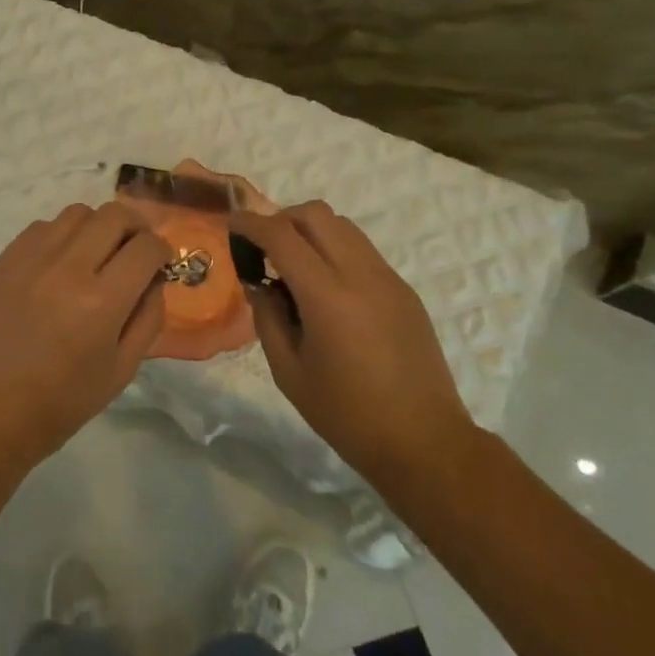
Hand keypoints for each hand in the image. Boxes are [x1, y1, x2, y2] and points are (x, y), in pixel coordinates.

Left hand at [0, 203, 172, 467]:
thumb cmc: (63, 401)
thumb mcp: (123, 369)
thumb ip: (148, 317)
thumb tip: (154, 278)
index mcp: (101, 302)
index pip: (146, 247)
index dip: (162, 251)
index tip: (159, 264)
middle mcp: (67, 269)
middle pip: (114, 215)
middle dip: (135, 228)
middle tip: (134, 250)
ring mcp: (30, 259)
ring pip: (77, 213)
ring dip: (97, 227)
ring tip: (95, 254)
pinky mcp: (4, 260)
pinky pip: (42, 227)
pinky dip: (61, 236)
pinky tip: (59, 263)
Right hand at [231, 202, 471, 477]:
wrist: (423, 441)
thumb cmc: (347, 414)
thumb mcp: (289, 371)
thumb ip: (268, 318)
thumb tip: (260, 284)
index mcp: (327, 296)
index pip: (281, 235)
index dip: (251, 223)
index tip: (231, 223)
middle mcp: (360, 274)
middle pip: (315, 214)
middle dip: (281, 218)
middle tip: (262, 248)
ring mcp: (388, 279)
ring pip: (343, 226)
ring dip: (310, 231)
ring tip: (293, 266)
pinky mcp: (404, 290)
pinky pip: (362, 250)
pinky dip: (334, 250)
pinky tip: (325, 289)